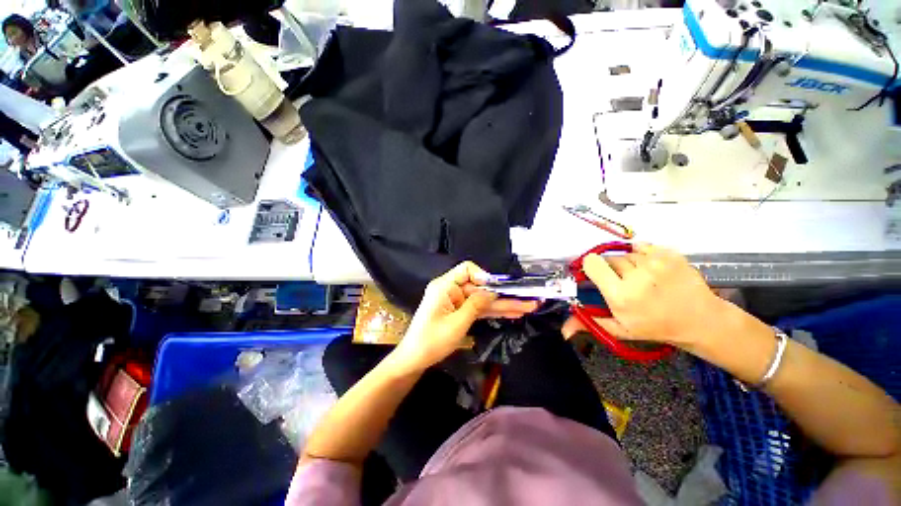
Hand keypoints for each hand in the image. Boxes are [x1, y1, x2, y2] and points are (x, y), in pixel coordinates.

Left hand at [390, 262, 538, 371]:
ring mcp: (456, 301)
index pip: (467, 269)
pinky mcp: (459, 312)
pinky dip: (493, 312)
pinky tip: (511, 314)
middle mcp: (451, 290)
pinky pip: (478, 309)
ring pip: (482, 299)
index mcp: (445, 286)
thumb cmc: (432, 341)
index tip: (497, 289)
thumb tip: (492, 291)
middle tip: (527, 300)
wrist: (415, 359)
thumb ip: (476, 305)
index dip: (484, 276)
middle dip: (503, 295)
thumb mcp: (457, 323)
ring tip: (527, 308)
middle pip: (480, 287)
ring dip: (502, 305)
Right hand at [562, 243, 725, 347]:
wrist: (701, 320)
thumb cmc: (656, 327)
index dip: (591, 267)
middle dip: (612, 269)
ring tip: (642, 279)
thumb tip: (563, 330)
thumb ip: (589, 323)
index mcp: (620, 295)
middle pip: (610, 259)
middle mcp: (636, 275)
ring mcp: (655, 262)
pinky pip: (643, 247)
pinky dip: (644, 255)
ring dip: (629, 264)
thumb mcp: (619, 330)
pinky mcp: (669, 254)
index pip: (592, 263)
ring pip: (627, 254)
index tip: (596, 274)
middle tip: (624, 283)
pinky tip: (652, 269)